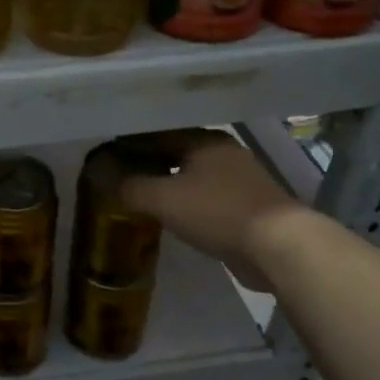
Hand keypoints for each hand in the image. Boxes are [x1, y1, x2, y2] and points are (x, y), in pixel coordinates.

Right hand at [118, 129, 307, 287]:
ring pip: (194, 176)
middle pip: (177, 152)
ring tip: (140, 195)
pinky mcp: (249, 208)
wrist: (279, 247)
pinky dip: (187, 203)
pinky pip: (208, 198)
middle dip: (149, 163)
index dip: (131, 143)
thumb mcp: (164, 199)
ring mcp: (241, 181)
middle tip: (119, 175)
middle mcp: (224, 153)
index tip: (107, 155)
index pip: (159, 133)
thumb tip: (100, 175)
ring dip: (169, 183)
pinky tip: (172, 216)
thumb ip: (130, 186)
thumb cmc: (218, 211)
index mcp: (205, 140)